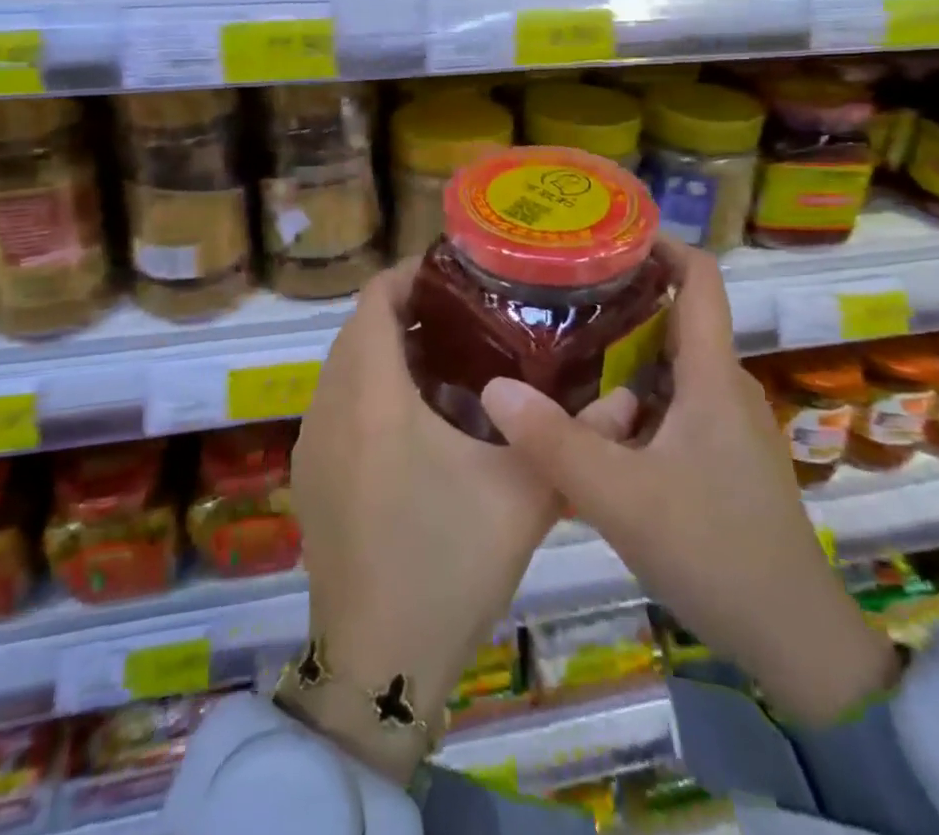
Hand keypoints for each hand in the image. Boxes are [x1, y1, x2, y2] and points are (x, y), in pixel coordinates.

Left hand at [288, 260, 637, 781]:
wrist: (376, 663)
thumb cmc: (446, 564)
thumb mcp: (521, 496)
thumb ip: (572, 438)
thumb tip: (629, 399)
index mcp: (372, 395)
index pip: (373, 300)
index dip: (407, 275)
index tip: (454, 274)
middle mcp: (329, 407)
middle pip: (358, 330)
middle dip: (404, 312)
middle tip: (465, 316)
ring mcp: (312, 443)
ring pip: (343, 368)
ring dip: (384, 352)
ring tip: (447, 360)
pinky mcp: (309, 476)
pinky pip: (335, 405)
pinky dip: (367, 390)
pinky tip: (415, 421)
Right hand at [479, 238, 899, 726]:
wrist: (794, 640)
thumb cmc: (716, 550)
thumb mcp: (623, 498)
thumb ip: (555, 443)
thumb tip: (493, 388)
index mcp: (711, 374)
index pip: (701, 278)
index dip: (661, 244)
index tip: (604, 235)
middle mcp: (722, 386)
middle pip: (676, 315)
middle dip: (623, 295)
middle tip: (558, 290)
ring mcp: (724, 425)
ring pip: (669, 364)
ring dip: (622, 348)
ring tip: (561, 341)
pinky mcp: (718, 458)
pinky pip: (670, 403)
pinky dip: (631, 393)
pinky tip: (588, 415)